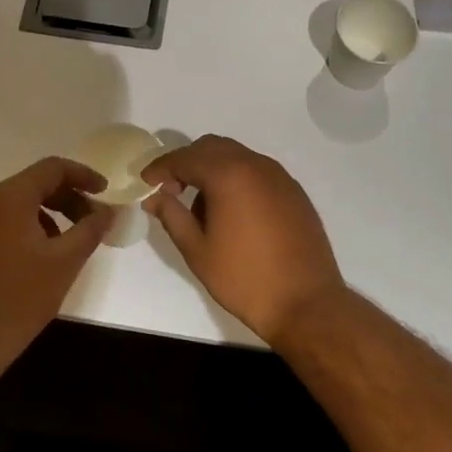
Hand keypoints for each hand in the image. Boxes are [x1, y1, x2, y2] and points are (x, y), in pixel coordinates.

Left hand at [0, 157, 113, 371]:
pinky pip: (1, 224)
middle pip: (34, 185)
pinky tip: (39, 261)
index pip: (52, 168)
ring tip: (69, 245)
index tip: (106, 192)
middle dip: (68, 198)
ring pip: (17, 206)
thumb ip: (90, 230)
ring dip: (48, 216)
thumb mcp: (64, 263)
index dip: (83, 175)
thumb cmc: (18, 299)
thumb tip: (108, 211)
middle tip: (92, 222)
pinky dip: (26, 230)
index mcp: (9, 197)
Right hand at [142, 136, 346, 345]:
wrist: (306, 303)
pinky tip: (232, 212)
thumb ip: (172, 216)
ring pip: (236, 157)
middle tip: (170, 190)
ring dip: (212, 170)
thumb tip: (154, 197)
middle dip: (187, 162)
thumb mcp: (197, 250)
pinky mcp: (293, 191)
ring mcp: (278, 176)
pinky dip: (236, 179)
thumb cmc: (244, 278)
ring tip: (201, 207)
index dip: (161, 167)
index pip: (185, 157)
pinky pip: (256, 172)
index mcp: (228, 174)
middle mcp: (255, 164)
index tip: (145, 181)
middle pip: (212, 147)